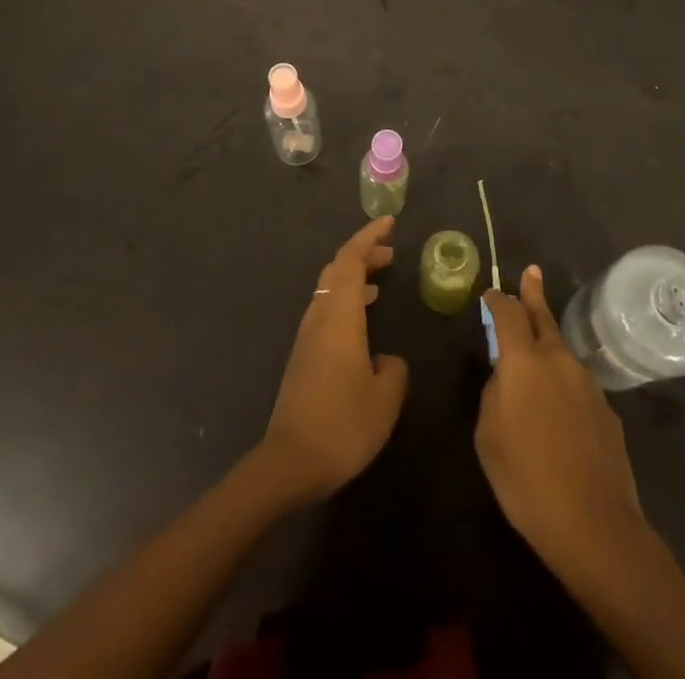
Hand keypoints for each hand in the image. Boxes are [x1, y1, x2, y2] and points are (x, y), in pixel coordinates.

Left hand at [256, 216, 408, 504]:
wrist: (290, 462)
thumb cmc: (343, 423)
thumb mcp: (385, 397)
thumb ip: (393, 370)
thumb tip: (385, 360)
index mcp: (340, 315)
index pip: (351, 259)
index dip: (369, 237)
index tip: (389, 223)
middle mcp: (320, 316)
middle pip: (338, 269)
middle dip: (363, 255)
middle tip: (390, 253)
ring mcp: (308, 336)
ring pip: (329, 289)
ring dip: (354, 278)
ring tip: (381, 282)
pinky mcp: (303, 357)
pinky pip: (326, 310)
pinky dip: (346, 301)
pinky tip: (362, 323)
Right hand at [476, 266, 643, 565]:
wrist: (595, 525)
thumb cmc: (527, 480)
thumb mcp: (489, 437)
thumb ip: (494, 396)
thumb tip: (505, 380)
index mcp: (524, 362)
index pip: (508, 314)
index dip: (498, 301)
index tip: (491, 294)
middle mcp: (558, 360)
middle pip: (543, 318)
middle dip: (533, 294)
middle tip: (531, 272)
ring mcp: (587, 383)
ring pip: (561, 352)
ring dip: (548, 343)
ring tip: (536, 350)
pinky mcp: (606, 410)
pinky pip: (576, 385)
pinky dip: (563, 383)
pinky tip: (560, 412)